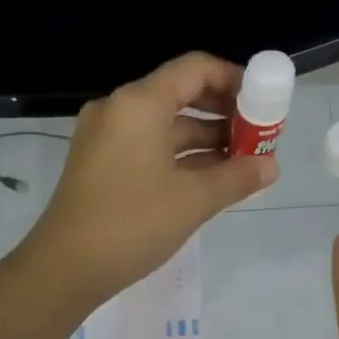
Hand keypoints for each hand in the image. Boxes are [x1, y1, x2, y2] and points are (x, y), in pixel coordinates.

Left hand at [27, 53, 277, 305]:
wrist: (65, 268)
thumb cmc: (132, 224)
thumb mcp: (193, 200)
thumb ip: (238, 177)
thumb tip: (272, 166)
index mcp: (140, 104)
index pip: (195, 69)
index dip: (235, 80)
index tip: (264, 104)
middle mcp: (119, 110)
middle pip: (180, 94)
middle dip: (224, 114)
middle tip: (258, 137)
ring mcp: (106, 137)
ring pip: (165, 125)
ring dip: (205, 140)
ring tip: (243, 163)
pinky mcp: (101, 164)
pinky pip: (149, 146)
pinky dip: (180, 157)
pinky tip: (210, 178)